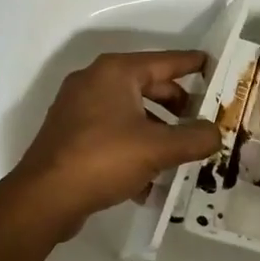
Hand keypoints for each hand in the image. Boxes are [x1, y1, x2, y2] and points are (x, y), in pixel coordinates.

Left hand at [7, 49, 221, 236]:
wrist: (43, 199)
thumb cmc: (103, 159)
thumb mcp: (158, 148)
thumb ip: (195, 138)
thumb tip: (216, 133)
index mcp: (116, 71)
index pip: (166, 61)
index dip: (194, 65)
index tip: (216, 66)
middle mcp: (96, 81)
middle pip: (150, 86)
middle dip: (178, 106)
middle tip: (204, 122)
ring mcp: (79, 108)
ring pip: (132, 113)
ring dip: (158, 131)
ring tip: (182, 155)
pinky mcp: (70, 135)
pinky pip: (113, 133)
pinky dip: (134, 147)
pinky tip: (150, 180)